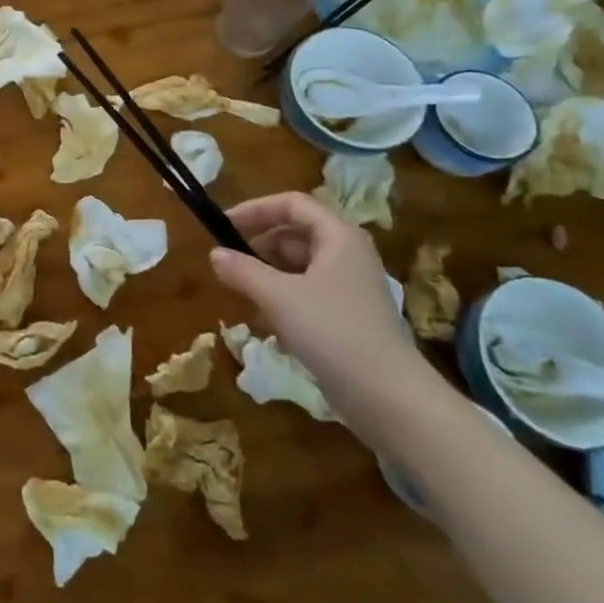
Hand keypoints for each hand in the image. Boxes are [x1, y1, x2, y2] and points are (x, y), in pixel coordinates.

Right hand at [209, 192, 426, 403]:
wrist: (389, 398)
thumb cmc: (333, 332)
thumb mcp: (278, 297)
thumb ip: (243, 271)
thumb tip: (214, 254)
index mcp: (339, 237)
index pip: (292, 204)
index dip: (256, 209)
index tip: (223, 226)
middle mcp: (347, 255)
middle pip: (295, 234)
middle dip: (258, 245)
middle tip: (228, 264)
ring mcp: (349, 288)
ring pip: (299, 266)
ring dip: (267, 274)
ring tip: (239, 292)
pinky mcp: (347, 317)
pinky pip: (307, 293)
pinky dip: (282, 299)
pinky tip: (263, 322)